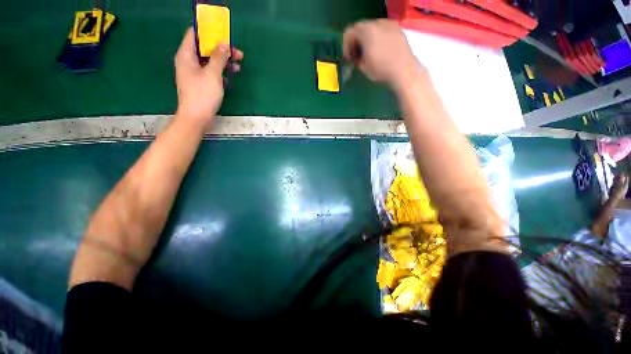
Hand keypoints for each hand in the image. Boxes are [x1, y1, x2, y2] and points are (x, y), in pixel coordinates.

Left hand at [174, 27, 243, 127]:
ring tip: (238, 66)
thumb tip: (224, 43)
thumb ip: (218, 57)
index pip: (195, 34)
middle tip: (238, 54)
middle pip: (205, 48)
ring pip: (209, 60)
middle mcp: (188, 61)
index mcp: (186, 55)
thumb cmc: (203, 95)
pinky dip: (220, 71)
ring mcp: (194, 73)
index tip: (224, 35)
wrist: (196, 118)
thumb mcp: (213, 74)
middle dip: (221, 49)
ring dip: (223, 61)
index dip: (209, 32)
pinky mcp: (200, 82)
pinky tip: (230, 76)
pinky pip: (210, 71)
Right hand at [343, 20, 421, 89]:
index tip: (348, 57)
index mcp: (367, 32)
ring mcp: (389, 24)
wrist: (404, 71)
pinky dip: (377, 36)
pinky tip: (380, 49)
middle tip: (357, 54)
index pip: (349, 32)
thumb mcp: (363, 67)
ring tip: (369, 51)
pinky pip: (382, 28)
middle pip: (361, 27)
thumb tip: (354, 55)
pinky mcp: (397, 29)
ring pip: (372, 26)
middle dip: (356, 40)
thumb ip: (355, 58)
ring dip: (367, 37)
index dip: (346, 45)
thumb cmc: (381, 70)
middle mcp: (377, 23)